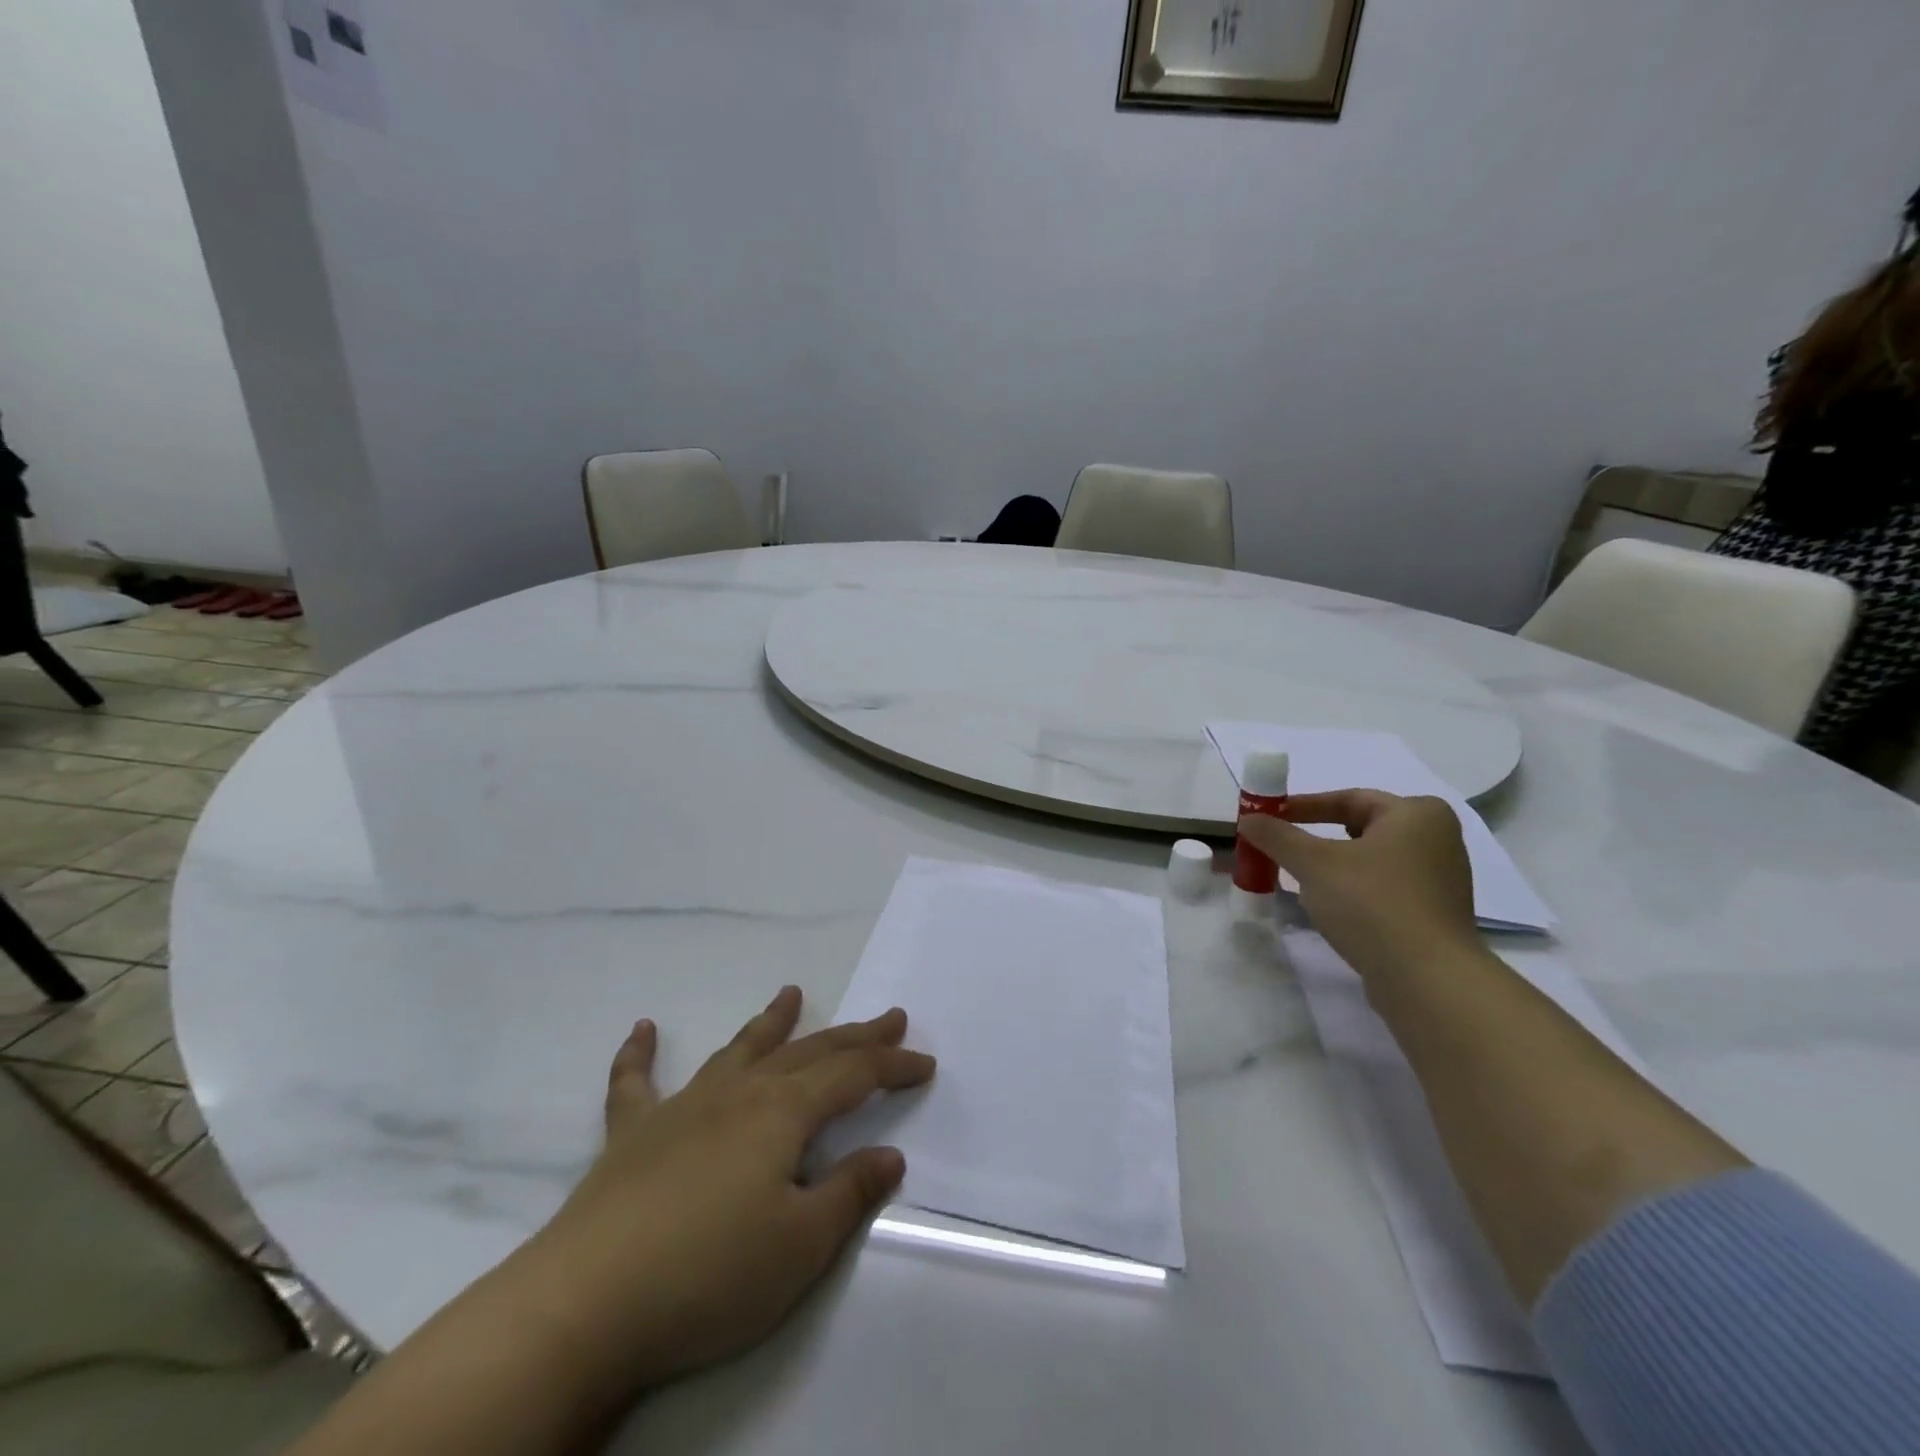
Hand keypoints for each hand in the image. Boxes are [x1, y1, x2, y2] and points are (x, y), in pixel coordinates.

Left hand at [517, 986, 934, 1396]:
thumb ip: (849, 1192)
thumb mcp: (801, 1245)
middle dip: (853, 1035)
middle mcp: (738, 1093)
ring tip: (791, 993)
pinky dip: (639, 1054)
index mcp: (782, 1112)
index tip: (925, 1062)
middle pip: (808, 1052)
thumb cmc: (710, 1274)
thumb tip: (890, 1154)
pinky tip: (642, 1029)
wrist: (587, 1305)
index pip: (853, 1075)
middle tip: (888, 1016)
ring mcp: (682, 1107)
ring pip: (738, 1051)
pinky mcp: (632, 1135)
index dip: (892, 1066)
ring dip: (769, 1022)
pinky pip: (635, 1083)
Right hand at [1239, 789, 1479, 984]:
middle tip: (1280, 847)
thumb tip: (1248, 819)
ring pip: (1370, 861)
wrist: (1428, 980)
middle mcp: (1437, 839)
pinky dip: (1353, 891)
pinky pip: (1383, 889)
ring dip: (1332, 867)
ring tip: (1298, 879)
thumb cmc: (1372, 903)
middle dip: (1316, 838)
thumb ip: (1277, 836)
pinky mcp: (1434, 915)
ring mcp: (1440, 880)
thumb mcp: (1313, 864)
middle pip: (1360, 829)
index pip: (1348, 799)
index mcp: (1418, 814)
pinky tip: (1329, 907)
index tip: (1269, 819)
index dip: (1302, 807)